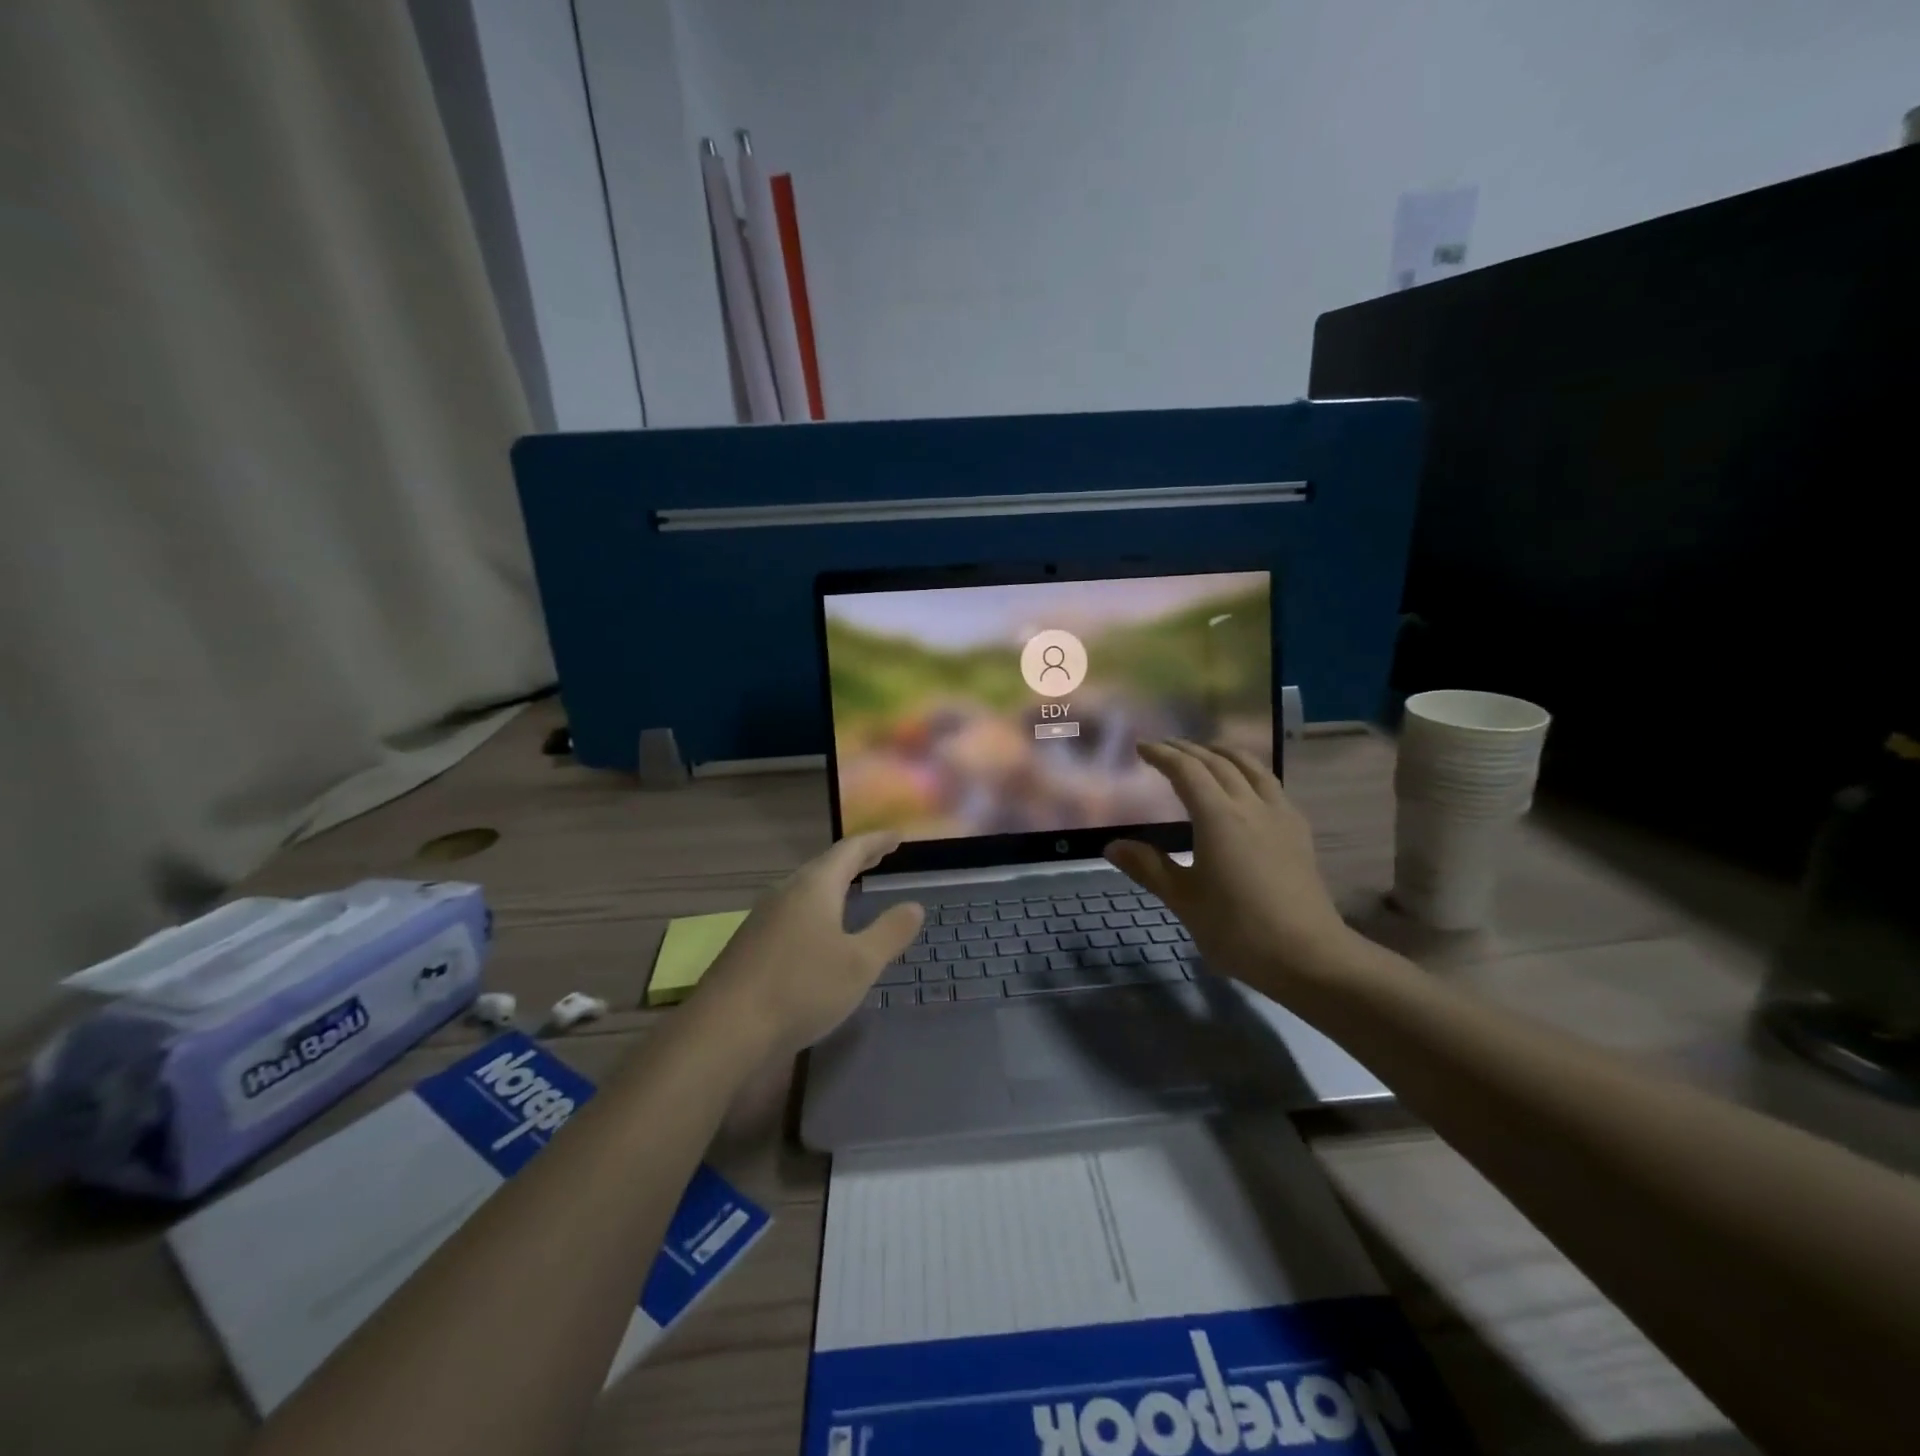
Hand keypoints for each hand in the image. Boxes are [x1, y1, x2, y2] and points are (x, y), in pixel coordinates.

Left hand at [691, 831, 923, 1057]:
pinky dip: (817, 906)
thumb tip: (914, 905)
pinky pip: (793, 910)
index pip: (851, 850)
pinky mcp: (751, 944)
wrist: (725, 1029)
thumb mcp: (860, 964)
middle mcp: (786, 892)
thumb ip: (889, 932)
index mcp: (815, 886)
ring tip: (853, 887)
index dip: (876, 841)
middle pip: (825, 865)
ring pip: (806, 888)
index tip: (898, 836)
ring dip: (834, 883)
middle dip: (855, 860)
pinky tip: (819, 929)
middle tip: (880, 856)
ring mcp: (764, 917)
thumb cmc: (801, 988)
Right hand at [1105, 741, 1351, 993]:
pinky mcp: (1298, 831)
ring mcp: (1280, 815)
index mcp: (1218, 817)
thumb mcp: (1184, 900)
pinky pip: (1270, 784)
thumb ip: (1148, 867)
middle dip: (1188, 750)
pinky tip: (1246, 786)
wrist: (1309, 955)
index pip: (1186, 771)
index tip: (1142, 747)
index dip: (1162, 755)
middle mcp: (1250, 805)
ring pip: (1251, 767)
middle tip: (1165, 747)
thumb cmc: (1238, 929)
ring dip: (1223, 753)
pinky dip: (1249, 771)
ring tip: (1205, 752)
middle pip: (1218, 762)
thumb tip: (1112, 845)